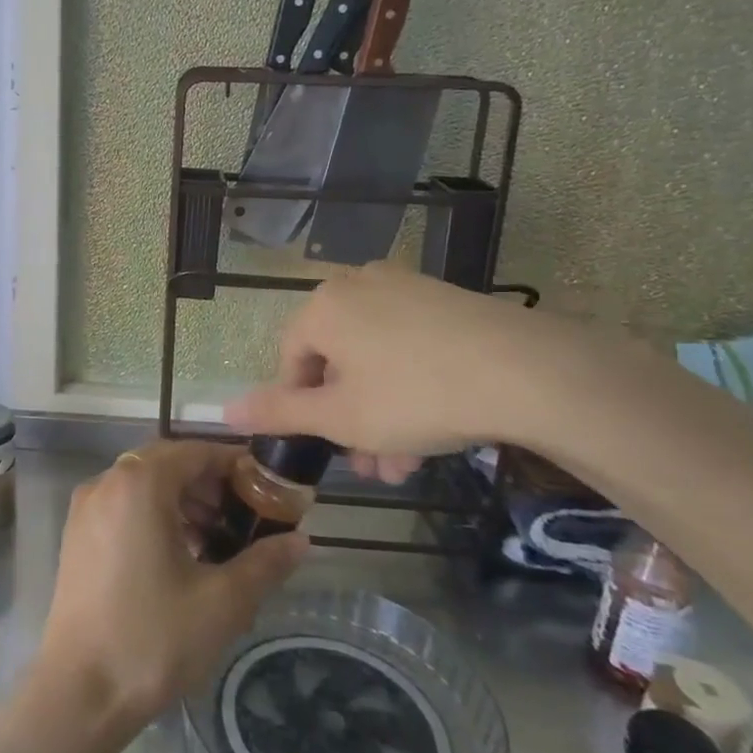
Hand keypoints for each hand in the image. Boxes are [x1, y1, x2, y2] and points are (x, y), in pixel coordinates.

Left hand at [32, 439, 307, 745]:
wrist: (79, 694)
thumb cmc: (154, 638)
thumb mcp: (223, 601)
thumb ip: (265, 562)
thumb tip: (301, 541)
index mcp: (139, 484)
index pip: (195, 451)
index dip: (234, 465)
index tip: (265, 489)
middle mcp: (106, 482)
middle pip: (167, 463)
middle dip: (209, 484)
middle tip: (243, 518)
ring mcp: (85, 508)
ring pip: (142, 485)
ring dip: (181, 501)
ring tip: (215, 541)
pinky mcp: (76, 535)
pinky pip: (122, 505)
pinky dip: (153, 515)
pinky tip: (178, 556)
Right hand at [224, 263, 579, 473]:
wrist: (528, 371)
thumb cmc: (415, 395)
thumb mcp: (340, 417)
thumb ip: (279, 412)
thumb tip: (224, 408)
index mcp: (322, 307)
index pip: (290, 360)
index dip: (301, 409)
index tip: (325, 447)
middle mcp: (357, 285)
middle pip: (335, 361)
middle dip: (347, 420)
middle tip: (368, 467)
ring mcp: (405, 287)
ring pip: (374, 358)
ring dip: (379, 412)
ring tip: (403, 463)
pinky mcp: (446, 299)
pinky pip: (409, 344)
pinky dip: (409, 384)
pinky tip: (433, 429)